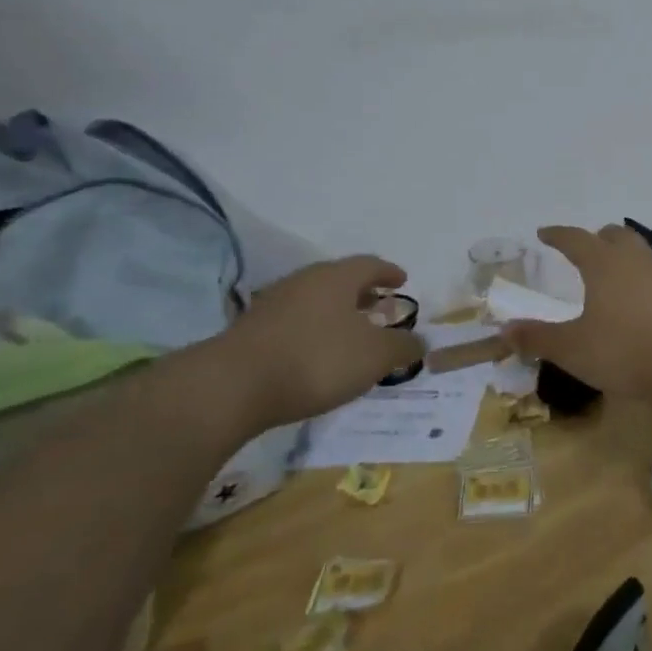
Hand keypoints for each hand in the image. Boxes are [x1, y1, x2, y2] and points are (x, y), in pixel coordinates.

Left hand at [219, 257, 424, 427]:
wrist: (232, 387)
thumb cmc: (316, 360)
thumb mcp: (375, 356)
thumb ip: (403, 347)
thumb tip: (419, 341)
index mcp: (336, 278)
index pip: (370, 264)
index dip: (389, 272)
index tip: (402, 281)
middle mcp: (304, 282)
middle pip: (340, 280)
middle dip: (363, 293)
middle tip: (381, 308)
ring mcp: (273, 305)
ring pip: (315, 301)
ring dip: (337, 314)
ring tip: (352, 334)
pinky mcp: (251, 331)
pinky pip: (294, 322)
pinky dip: (313, 331)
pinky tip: (319, 354)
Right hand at [503, 225, 651, 405]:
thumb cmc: (625, 351)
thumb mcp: (573, 349)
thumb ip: (538, 338)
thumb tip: (505, 330)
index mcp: (604, 264)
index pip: (576, 239)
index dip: (558, 235)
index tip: (545, 233)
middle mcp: (637, 260)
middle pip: (616, 236)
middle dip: (598, 239)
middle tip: (585, 250)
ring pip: (642, 254)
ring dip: (625, 259)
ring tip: (614, 278)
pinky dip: (647, 283)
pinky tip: (645, 306)